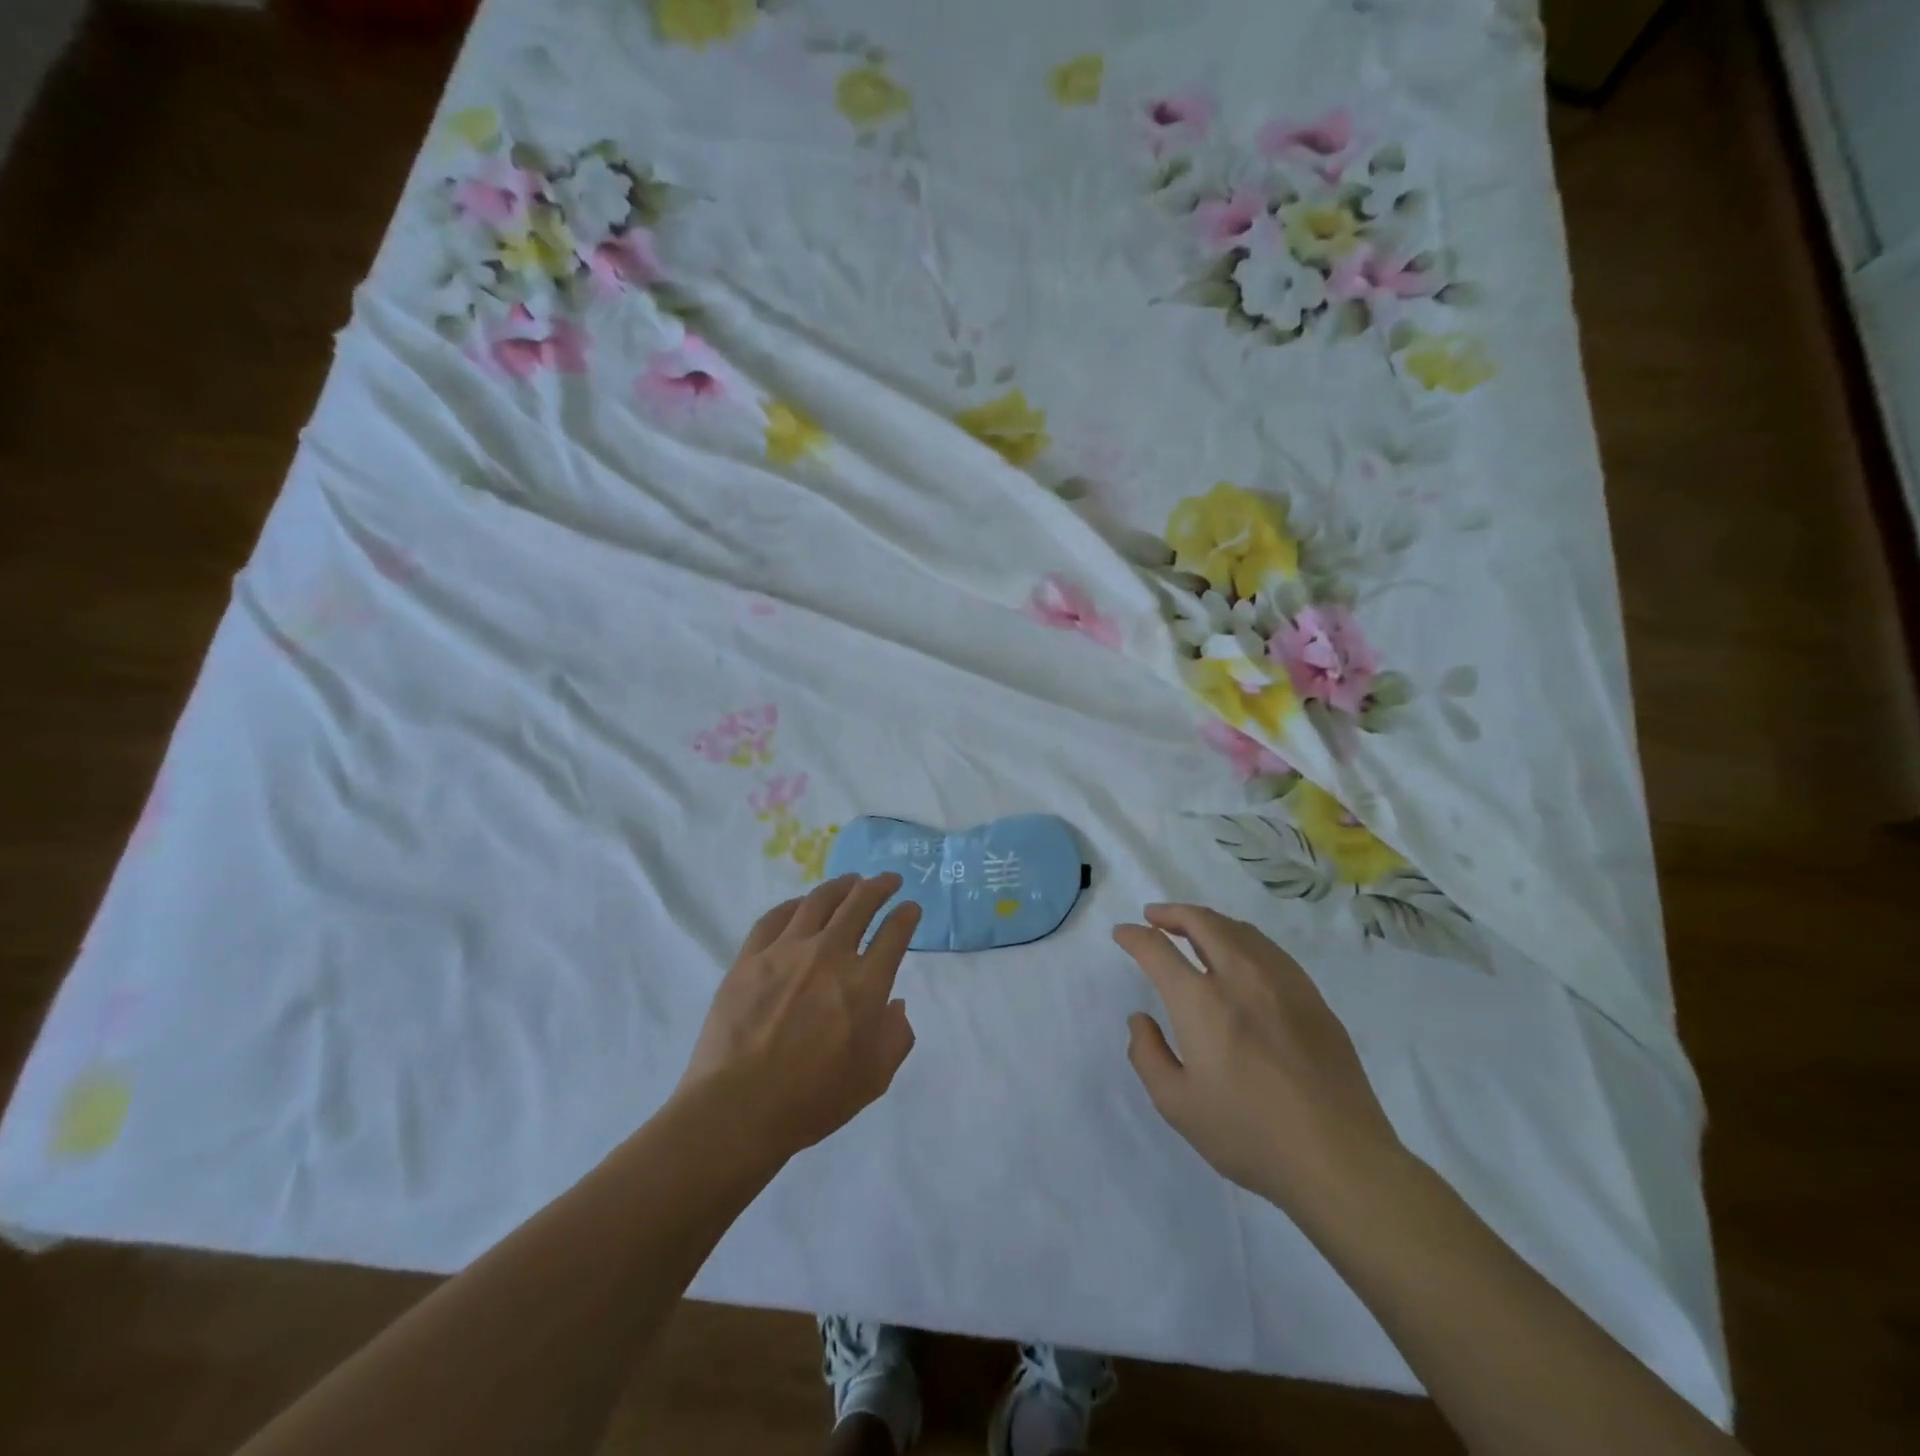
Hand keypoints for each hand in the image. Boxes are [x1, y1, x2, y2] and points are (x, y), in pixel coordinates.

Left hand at [678, 874, 920, 1159]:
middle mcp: (829, 955)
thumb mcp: (874, 1078)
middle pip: (859, 904)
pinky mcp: (750, 957)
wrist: (738, 1109)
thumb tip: (895, 1003)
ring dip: (841, 886)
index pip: (894, 934)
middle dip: (880, 886)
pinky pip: (775, 917)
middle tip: (888, 880)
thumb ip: (896, 1036)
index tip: (910, 908)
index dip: (906, 916)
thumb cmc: (813, 1100)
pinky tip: (801, 904)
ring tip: (851, 881)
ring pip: (819, 901)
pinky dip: (794, 904)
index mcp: (865, 984)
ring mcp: (786, 951)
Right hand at [1114, 903, 1402, 1219]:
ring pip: (1239, 930)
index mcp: (1201, 1001)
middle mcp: (1240, 977)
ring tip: (1193, 930)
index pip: (1158, 950)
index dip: (1134, 936)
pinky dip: (1242, 938)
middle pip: (1202, 922)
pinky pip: (1269, 949)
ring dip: (1208, 922)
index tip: (1122, 933)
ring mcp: (1282, 982)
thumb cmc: (1249, 1134)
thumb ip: (1147, 1055)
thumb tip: (1140, 1019)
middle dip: (1172, 913)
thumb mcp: (1177, 1105)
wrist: (1340, 1159)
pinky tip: (1240, 956)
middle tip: (1155, 917)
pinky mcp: (1312, 997)